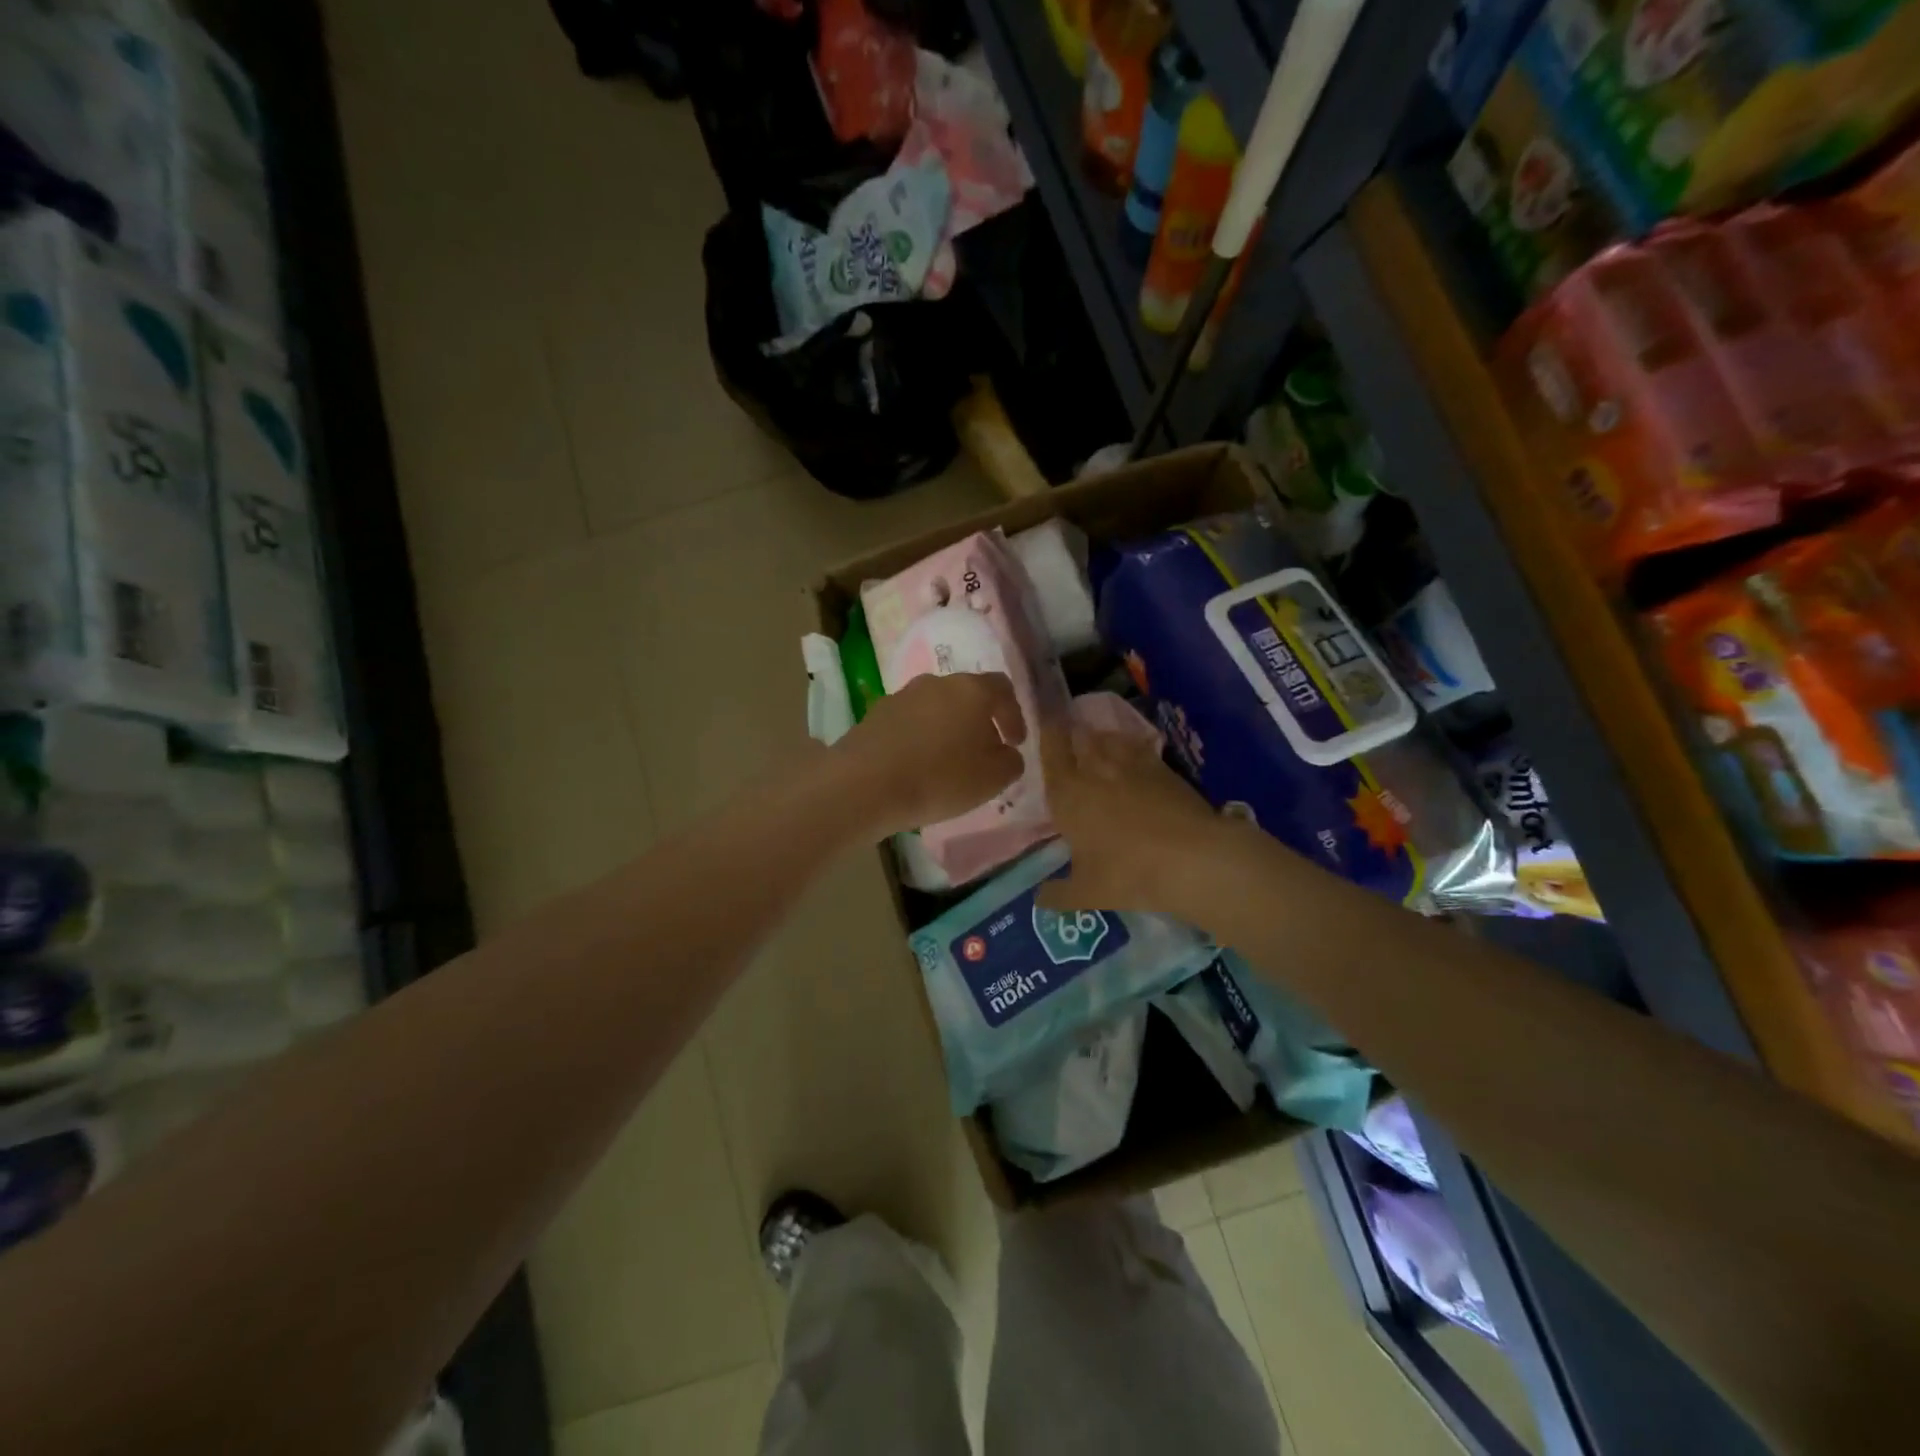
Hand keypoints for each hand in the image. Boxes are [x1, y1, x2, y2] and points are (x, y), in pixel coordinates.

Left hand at [834, 672, 1027, 837]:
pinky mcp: (876, 714)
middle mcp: (937, 683)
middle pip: (966, 695)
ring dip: (947, 728)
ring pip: (936, 707)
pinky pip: (909, 722)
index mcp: (971, 690)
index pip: (1002, 688)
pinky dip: (920, 738)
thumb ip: (1011, 761)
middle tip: (983, 751)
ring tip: (948, 761)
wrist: (865, 784)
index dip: (1013, 715)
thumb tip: (1007, 752)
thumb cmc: (940, 778)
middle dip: (979, 721)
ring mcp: (902, 695)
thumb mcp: (993, 778)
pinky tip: (917, 765)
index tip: (1015, 743)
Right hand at [1034, 723, 1238, 920]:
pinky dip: (1129, 748)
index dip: (1047, 737)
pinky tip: (1131, 759)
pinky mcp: (1161, 767)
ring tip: (1097, 747)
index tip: (1045, 730)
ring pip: (1107, 737)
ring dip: (1099, 739)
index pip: (1050, 752)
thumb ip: (1058, 894)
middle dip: (1071, 736)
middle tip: (1069, 741)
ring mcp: (1129, 764)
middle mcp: (1093, 770)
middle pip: (1077, 737)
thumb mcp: (1086, 893)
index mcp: (1066, 795)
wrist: (1191, 858)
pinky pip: (1137, 747)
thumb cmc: (1128, 873)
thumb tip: (1039, 898)